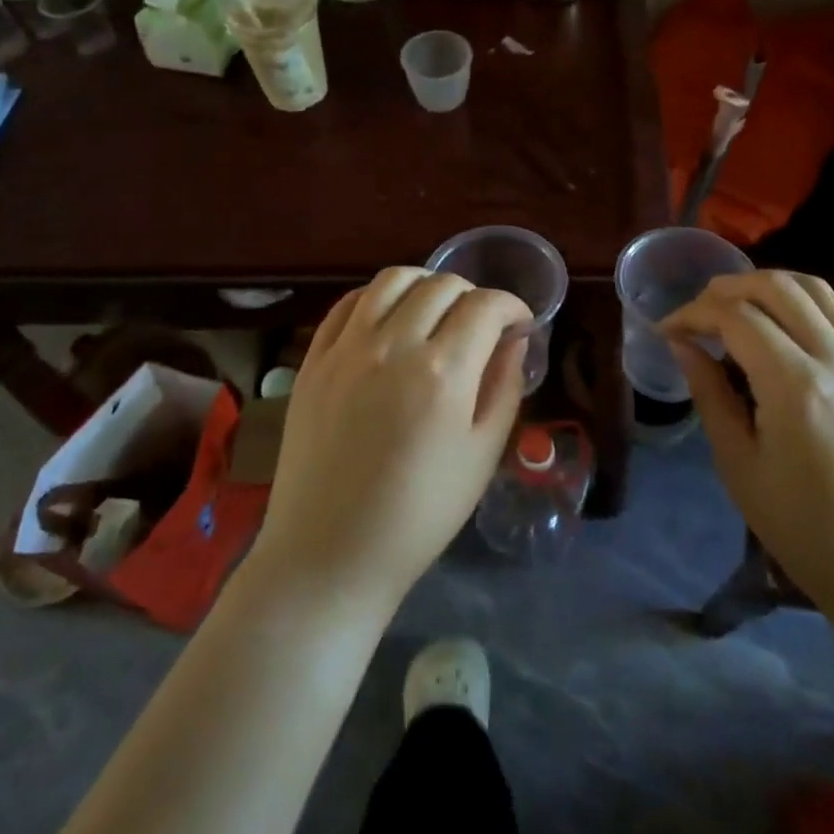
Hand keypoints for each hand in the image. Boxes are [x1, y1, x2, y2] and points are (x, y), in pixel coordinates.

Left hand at [257, 268, 529, 614]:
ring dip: (425, 285)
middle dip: (474, 296)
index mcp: (443, 372)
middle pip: (442, 285)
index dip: (512, 305)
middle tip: (482, 325)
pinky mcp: (313, 360)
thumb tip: (514, 339)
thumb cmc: (420, 514)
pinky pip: (348, 304)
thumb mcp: (483, 455)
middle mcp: (393, 345)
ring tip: (436, 312)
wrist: (330, 553)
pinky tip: (389, 319)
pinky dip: (377, 298)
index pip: (485, 306)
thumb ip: (504, 386)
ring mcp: (346, 348)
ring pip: (392, 280)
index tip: (520, 323)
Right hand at [662, 271, 833, 622]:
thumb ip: (710, 395)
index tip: (665, 329)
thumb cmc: (803, 528)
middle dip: (726, 288)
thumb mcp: (739, 465)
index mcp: (795, 386)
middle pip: (777, 288)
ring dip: (766, 284)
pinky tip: (776, 326)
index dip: (693, 314)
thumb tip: (683, 345)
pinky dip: (798, 300)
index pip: (736, 318)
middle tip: (694, 312)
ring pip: (813, 289)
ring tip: (733, 305)